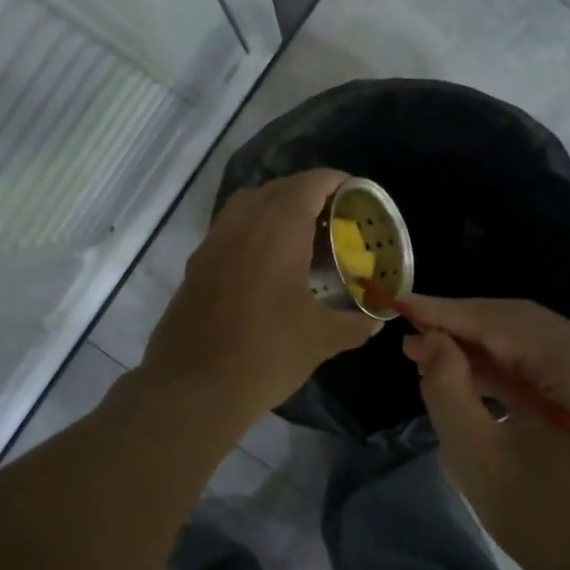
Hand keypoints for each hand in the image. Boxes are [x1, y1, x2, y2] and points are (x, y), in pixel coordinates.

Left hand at [140, 169, 378, 430]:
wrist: (193, 388)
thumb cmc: (265, 354)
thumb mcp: (321, 340)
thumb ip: (355, 323)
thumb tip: (376, 319)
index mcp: (277, 229)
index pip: (309, 184)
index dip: (335, 182)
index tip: (356, 194)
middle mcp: (241, 224)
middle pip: (277, 189)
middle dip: (308, 195)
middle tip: (334, 219)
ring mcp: (212, 244)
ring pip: (247, 207)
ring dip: (276, 211)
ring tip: (303, 239)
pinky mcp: (195, 267)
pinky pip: (229, 232)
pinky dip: (252, 233)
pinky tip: (268, 268)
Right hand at [402, 296, 569, 569]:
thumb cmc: (546, 523)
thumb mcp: (478, 455)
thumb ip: (446, 386)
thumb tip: (430, 340)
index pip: (503, 323)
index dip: (447, 313)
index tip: (400, 305)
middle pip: (522, 323)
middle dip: (464, 326)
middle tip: (411, 335)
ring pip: (536, 341)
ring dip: (484, 347)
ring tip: (430, 353)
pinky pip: (551, 364)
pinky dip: (510, 368)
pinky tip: (470, 373)